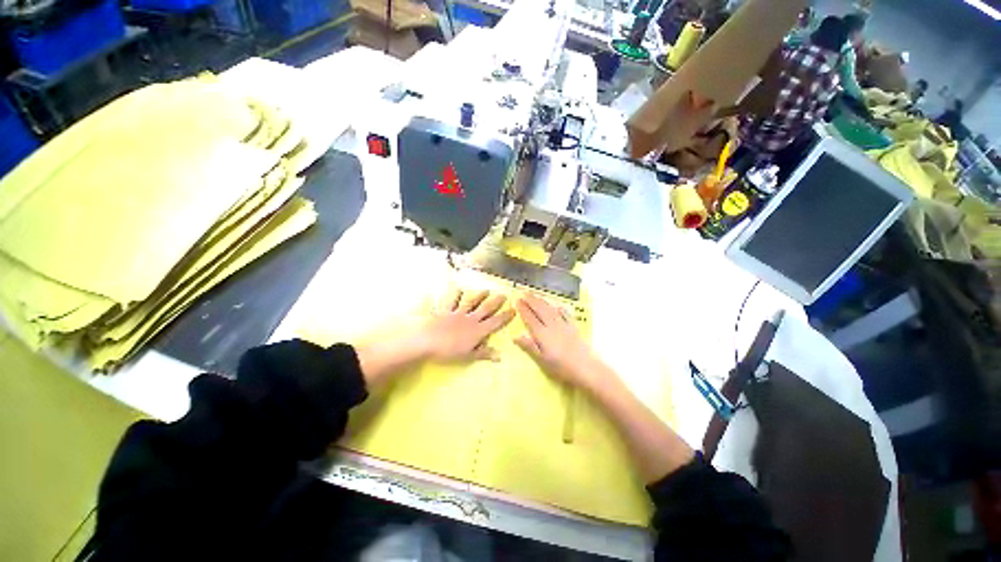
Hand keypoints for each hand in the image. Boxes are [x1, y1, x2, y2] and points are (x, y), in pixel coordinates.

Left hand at [419, 289, 515, 362]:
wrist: (427, 340)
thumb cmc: (448, 351)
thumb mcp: (468, 356)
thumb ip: (483, 353)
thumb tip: (499, 356)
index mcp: (477, 331)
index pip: (495, 322)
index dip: (505, 316)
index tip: (513, 309)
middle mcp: (470, 319)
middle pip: (485, 309)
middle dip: (495, 302)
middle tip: (504, 295)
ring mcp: (457, 313)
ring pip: (471, 302)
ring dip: (479, 296)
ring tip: (486, 290)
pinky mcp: (445, 311)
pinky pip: (452, 301)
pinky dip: (455, 295)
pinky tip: (458, 289)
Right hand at [514, 293, 608, 392]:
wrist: (586, 368)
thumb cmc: (561, 368)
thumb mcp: (542, 360)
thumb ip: (529, 347)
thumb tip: (515, 336)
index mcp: (542, 334)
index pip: (530, 319)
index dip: (523, 309)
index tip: (517, 301)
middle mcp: (552, 326)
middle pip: (540, 310)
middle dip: (531, 301)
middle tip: (524, 292)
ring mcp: (564, 325)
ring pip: (550, 309)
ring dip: (542, 301)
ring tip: (535, 295)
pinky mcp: (573, 327)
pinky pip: (565, 314)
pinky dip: (559, 308)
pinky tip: (557, 306)